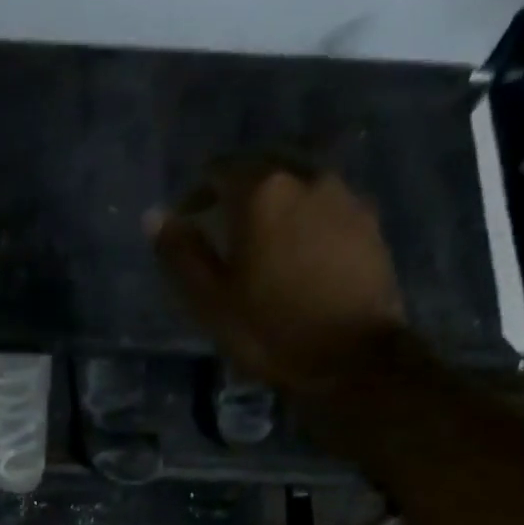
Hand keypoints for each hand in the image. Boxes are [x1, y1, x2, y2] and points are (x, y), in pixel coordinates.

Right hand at [150, 162, 405, 396]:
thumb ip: (181, 253)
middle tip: (221, 225)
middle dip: (237, 189)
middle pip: (262, 167)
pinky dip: (303, 216)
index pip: (218, 170)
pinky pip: (324, 204)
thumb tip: (155, 216)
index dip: (196, 193)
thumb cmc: (269, 330)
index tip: (187, 222)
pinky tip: (297, 250)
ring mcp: (343, 196)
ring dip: (274, 201)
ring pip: (297, 182)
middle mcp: (305, 178)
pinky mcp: (368, 221)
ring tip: (261, 240)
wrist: (353, 357)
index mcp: (261, 193)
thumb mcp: (210, 301)